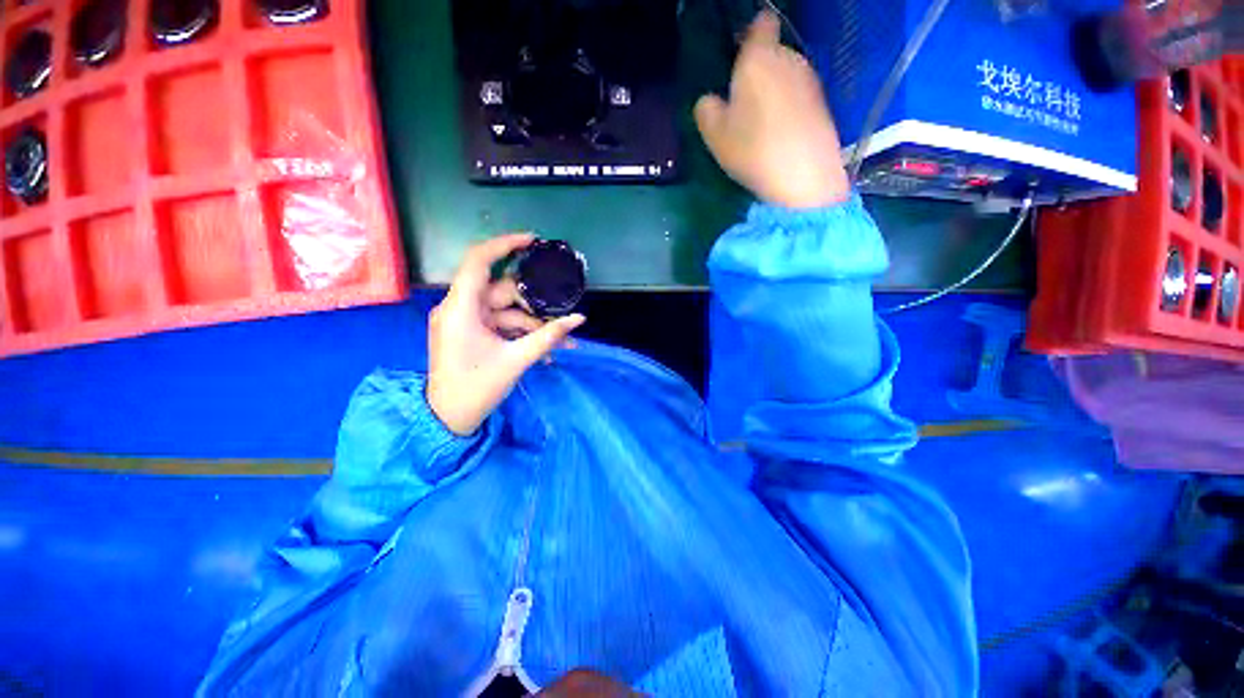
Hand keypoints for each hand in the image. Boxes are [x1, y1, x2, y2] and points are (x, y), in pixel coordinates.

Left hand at [427, 234, 584, 435]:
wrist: (448, 419)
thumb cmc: (477, 388)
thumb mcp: (517, 360)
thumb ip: (549, 336)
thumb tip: (579, 319)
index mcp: (461, 308)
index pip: (478, 261)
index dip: (504, 245)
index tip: (533, 241)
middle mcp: (459, 308)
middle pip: (502, 292)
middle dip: (534, 305)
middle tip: (561, 316)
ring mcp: (464, 320)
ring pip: (505, 310)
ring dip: (532, 324)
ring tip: (561, 342)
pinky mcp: (470, 332)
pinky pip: (500, 324)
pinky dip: (521, 333)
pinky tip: (544, 350)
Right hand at [694, 11, 850, 208]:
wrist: (805, 176)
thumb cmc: (753, 150)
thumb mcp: (715, 136)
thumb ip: (706, 109)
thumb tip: (710, 100)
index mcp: (758, 58)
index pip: (760, 24)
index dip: (749, 35)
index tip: (737, 57)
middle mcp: (788, 58)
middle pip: (772, 51)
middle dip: (758, 68)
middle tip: (741, 101)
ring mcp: (809, 80)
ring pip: (785, 74)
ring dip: (773, 89)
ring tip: (761, 122)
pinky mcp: (822, 103)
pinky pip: (797, 95)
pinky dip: (788, 106)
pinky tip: (780, 132)